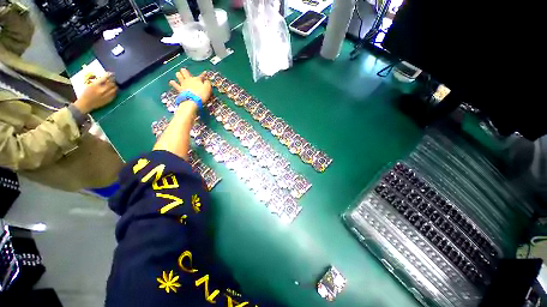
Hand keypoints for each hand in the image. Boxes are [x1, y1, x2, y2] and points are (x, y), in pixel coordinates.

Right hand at [73, 73, 116, 113]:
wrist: (85, 104)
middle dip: (113, 80)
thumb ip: (97, 81)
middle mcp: (102, 90)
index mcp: (95, 85)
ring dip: (114, 86)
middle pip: (111, 83)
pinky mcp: (108, 100)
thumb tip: (104, 78)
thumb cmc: (85, 94)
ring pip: (114, 89)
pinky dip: (114, 91)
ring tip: (114, 84)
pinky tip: (113, 90)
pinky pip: (114, 94)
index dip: (109, 75)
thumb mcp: (89, 85)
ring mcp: (106, 95)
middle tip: (113, 79)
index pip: (104, 78)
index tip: (111, 73)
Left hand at [169, 68, 211, 102]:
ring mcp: (183, 84)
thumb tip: (207, 81)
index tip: (205, 72)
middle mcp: (189, 80)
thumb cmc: (202, 94)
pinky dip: (173, 83)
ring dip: (179, 75)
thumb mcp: (208, 89)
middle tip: (184, 71)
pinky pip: (175, 85)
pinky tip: (171, 81)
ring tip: (178, 74)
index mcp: (197, 79)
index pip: (201, 76)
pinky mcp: (180, 89)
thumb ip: (207, 83)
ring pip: (179, 76)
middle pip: (185, 72)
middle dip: (185, 71)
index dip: (203, 74)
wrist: (193, 100)